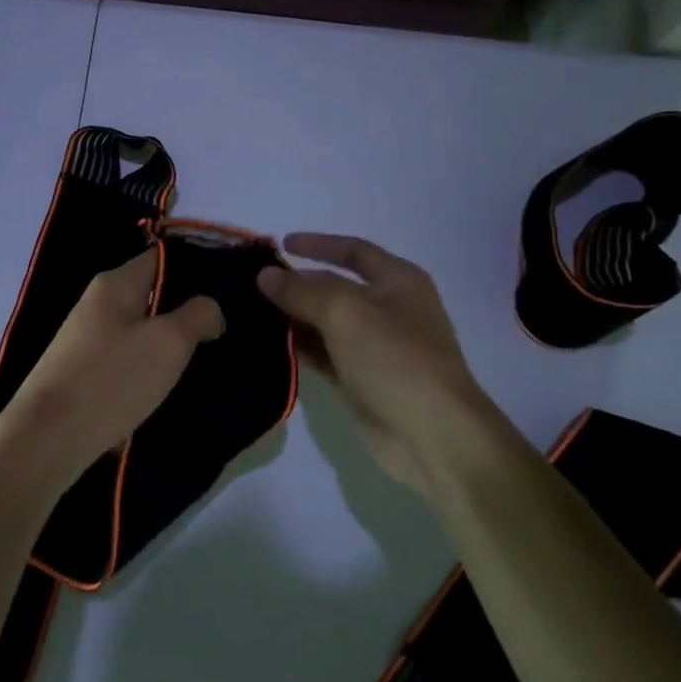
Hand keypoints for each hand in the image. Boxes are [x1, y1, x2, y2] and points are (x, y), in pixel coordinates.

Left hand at [0, 251, 224, 489]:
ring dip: (169, 344)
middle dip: (187, 311)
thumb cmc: (111, 380)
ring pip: (142, 330)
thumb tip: (209, 308)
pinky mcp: (83, 371)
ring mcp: (87, 338)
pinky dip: (149, 370)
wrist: (46, 439)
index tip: (231, 288)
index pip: (163, 257)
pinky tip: (169, 389)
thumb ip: (198, 315)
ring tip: (206, 360)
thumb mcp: (168, 343)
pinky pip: (127, 359)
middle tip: (226, 330)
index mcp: (115, 283)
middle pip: (153, 294)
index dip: (198, 267)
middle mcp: (98, 302)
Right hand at [258, 233, 513, 506]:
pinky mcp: (358, 379)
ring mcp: (372, 347)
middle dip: (296, 283)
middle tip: (251, 283)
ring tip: (248, 312)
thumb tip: (265, 275)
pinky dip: (297, 347)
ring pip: (324, 322)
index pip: (353, 250)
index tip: (279, 244)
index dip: (318, 244)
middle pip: (334, 287)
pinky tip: (265, 344)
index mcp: (398, 282)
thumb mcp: (346, 313)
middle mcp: (386, 309)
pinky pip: (321, 354)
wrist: (432, 437)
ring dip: (291, 317)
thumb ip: (302, 291)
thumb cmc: (396, 360)